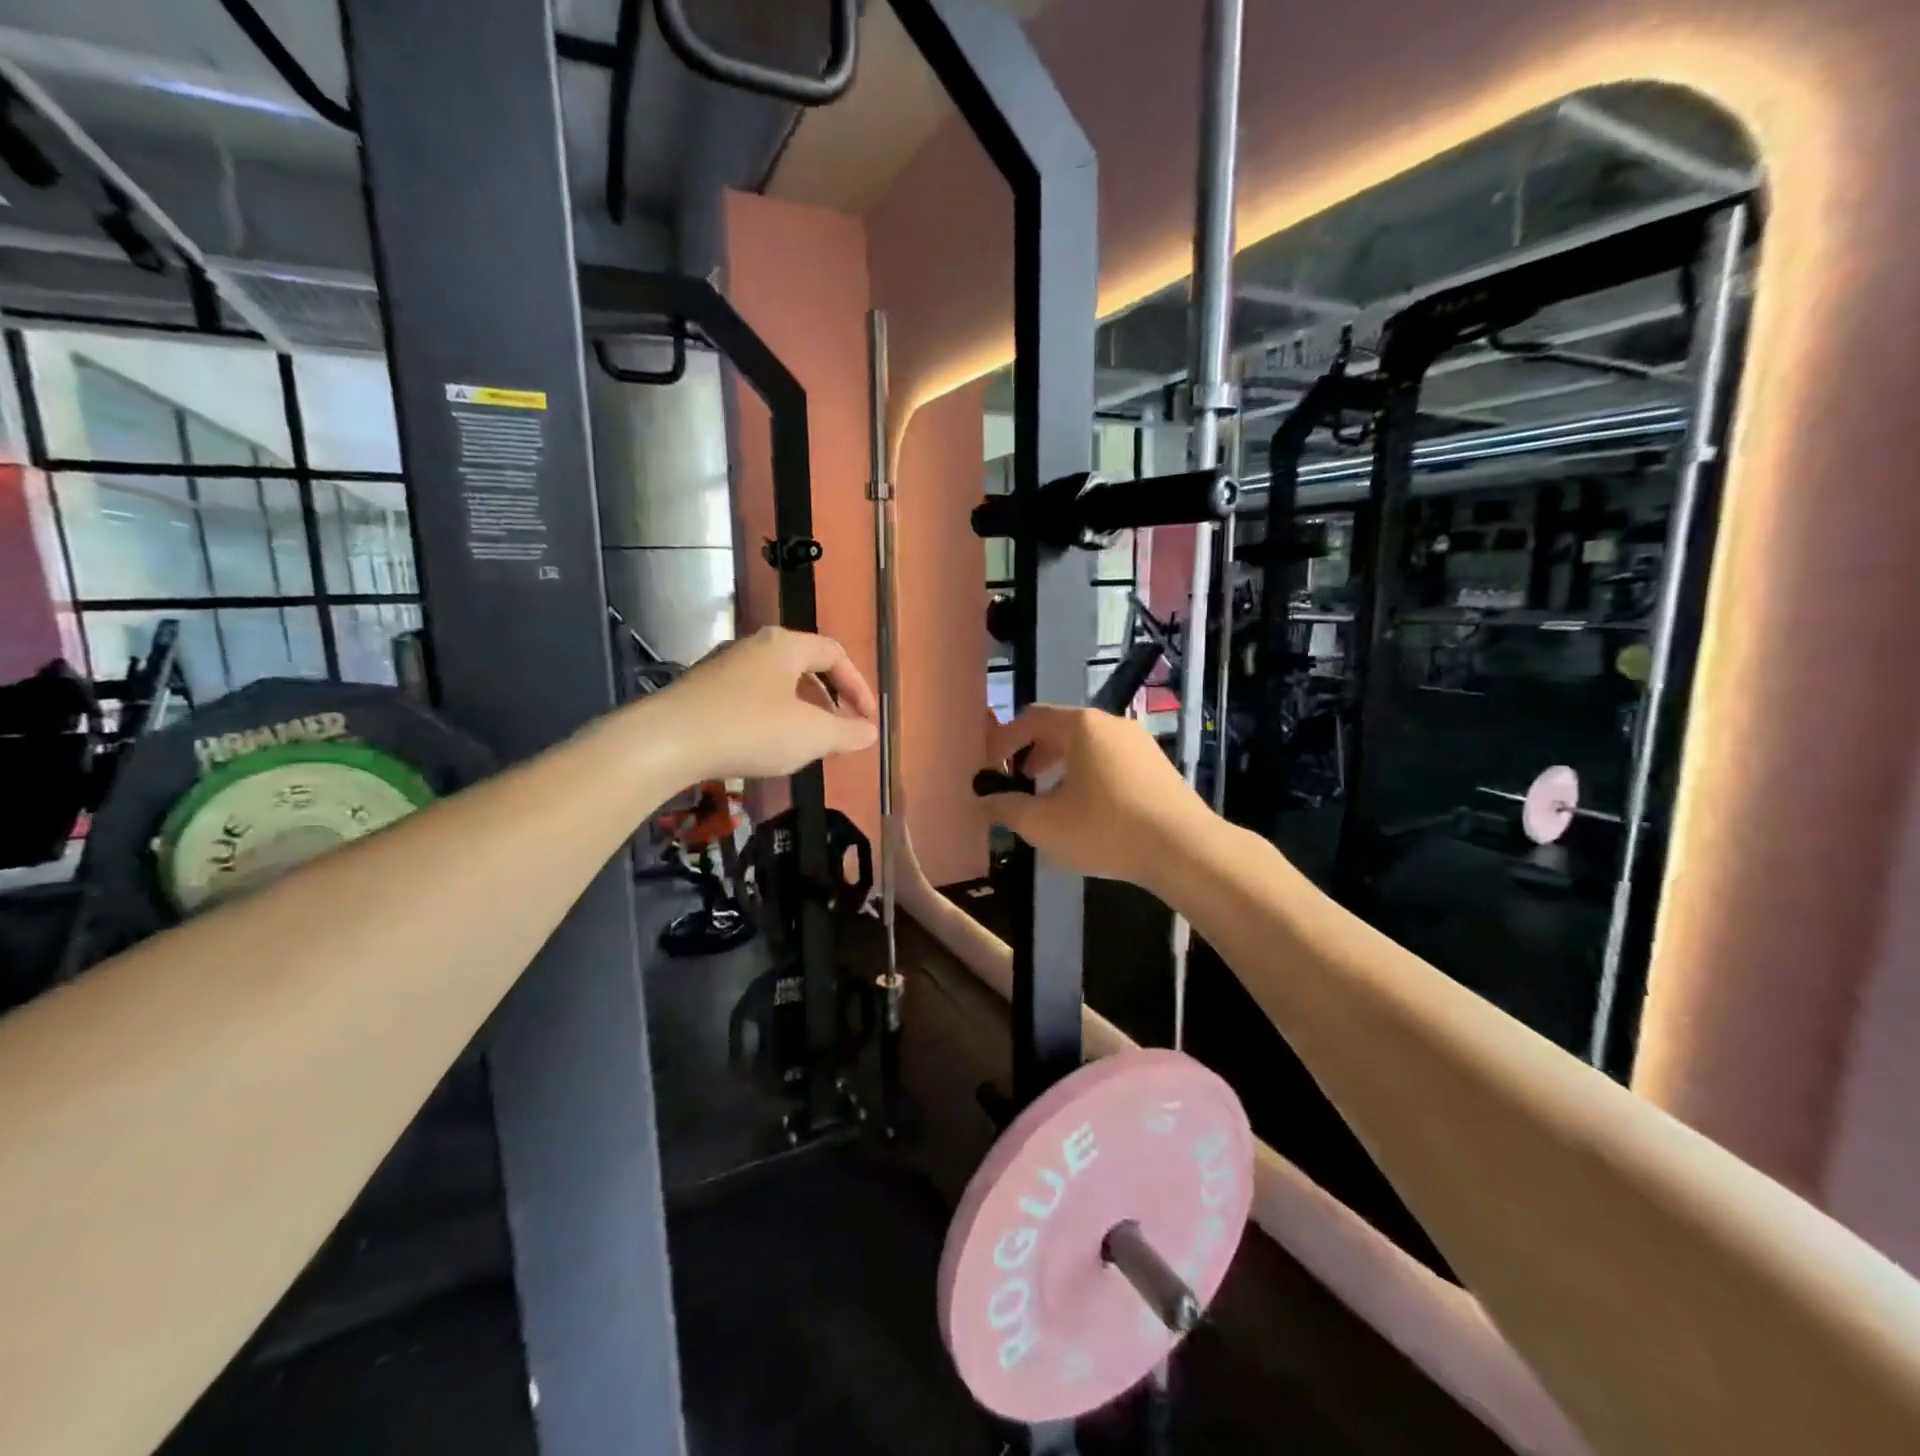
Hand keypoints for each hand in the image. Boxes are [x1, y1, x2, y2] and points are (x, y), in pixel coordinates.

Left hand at [651, 627, 877, 780]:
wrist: (667, 741)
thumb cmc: (751, 729)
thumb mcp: (811, 735)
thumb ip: (846, 733)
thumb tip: (870, 732)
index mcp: (785, 645)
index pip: (835, 654)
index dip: (858, 687)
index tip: (867, 720)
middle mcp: (754, 646)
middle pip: (804, 666)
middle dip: (829, 700)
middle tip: (839, 732)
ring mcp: (723, 666)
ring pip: (776, 683)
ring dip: (800, 710)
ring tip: (806, 743)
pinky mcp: (701, 690)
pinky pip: (750, 698)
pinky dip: (771, 717)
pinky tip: (766, 746)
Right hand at [979, 706, 1213, 892]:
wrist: (1185, 849)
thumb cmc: (1107, 829)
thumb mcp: (1045, 825)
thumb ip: (1008, 809)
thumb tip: (985, 800)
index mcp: (1081, 726)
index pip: (1031, 719)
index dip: (1004, 741)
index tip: (990, 768)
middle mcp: (1111, 723)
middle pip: (1060, 728)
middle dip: (1033, 753)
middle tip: (1020, 782)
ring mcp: (1138, 742)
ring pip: (1088, 745)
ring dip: (1061, 766)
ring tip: (1051, 799)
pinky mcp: (1157, 764)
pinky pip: (1111, 759)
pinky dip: (1088, 774)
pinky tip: (1089, 809)